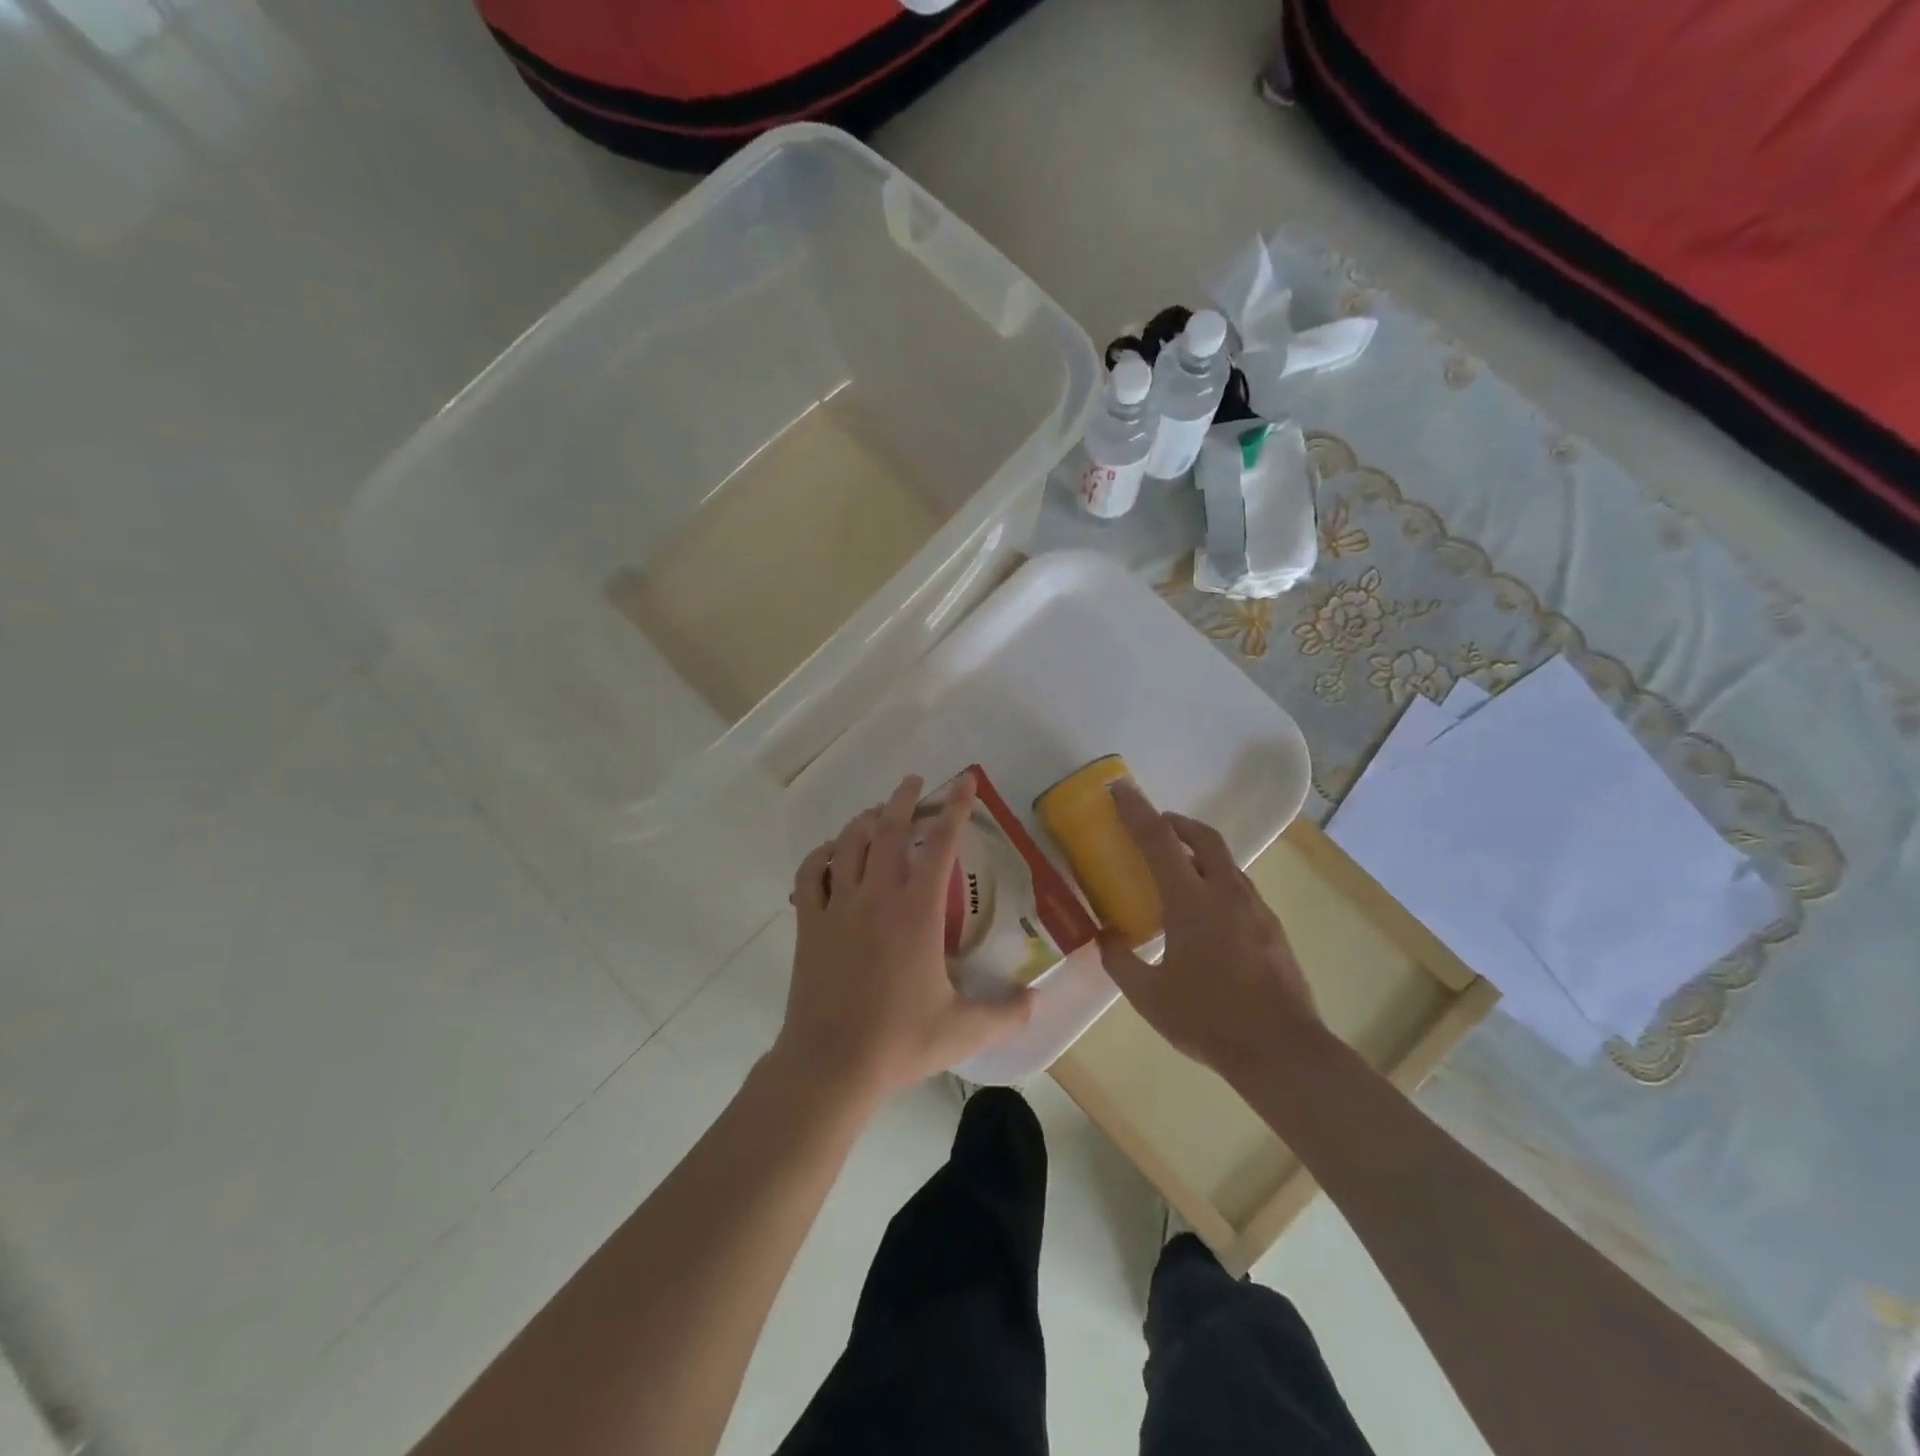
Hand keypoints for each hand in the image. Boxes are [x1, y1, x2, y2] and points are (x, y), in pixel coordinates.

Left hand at [774, 774, 1033, 1103]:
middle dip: (903, 799)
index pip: (941, 845)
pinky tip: (830, 853)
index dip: (956, 808)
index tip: (965, 782)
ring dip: (864, 819)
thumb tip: (1036, 1001)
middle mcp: (877, 896)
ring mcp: (838, 906)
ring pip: (848, 843)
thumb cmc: (899, 1042)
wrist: (830, 1064)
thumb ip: (1006, 1013)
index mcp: (917, 912)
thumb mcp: (963, 1030)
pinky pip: (810, 874)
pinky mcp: (810, 923)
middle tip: (916, 783)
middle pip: (888, 829)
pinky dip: (821, 855)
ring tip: (877, 812)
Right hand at [1098, 779, 1319, 1078]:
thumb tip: (1105, 937)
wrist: (1282, 1051)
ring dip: (1198, 853)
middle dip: (1175, 822)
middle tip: (1153, 826)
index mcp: (1192, 901)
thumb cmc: (1208, 1019)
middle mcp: (1227, 893)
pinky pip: (1238, 888)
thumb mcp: (1148, 996)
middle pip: (1202, 837)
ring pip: (1225, 862)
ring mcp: (1255, 909)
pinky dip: (1216, 881)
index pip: (1159, 840)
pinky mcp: (1272, 928)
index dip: (1136, 810)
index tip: (1120, 788)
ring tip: (1176, 872)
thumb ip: (1120, 961)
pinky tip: (1205, 915)